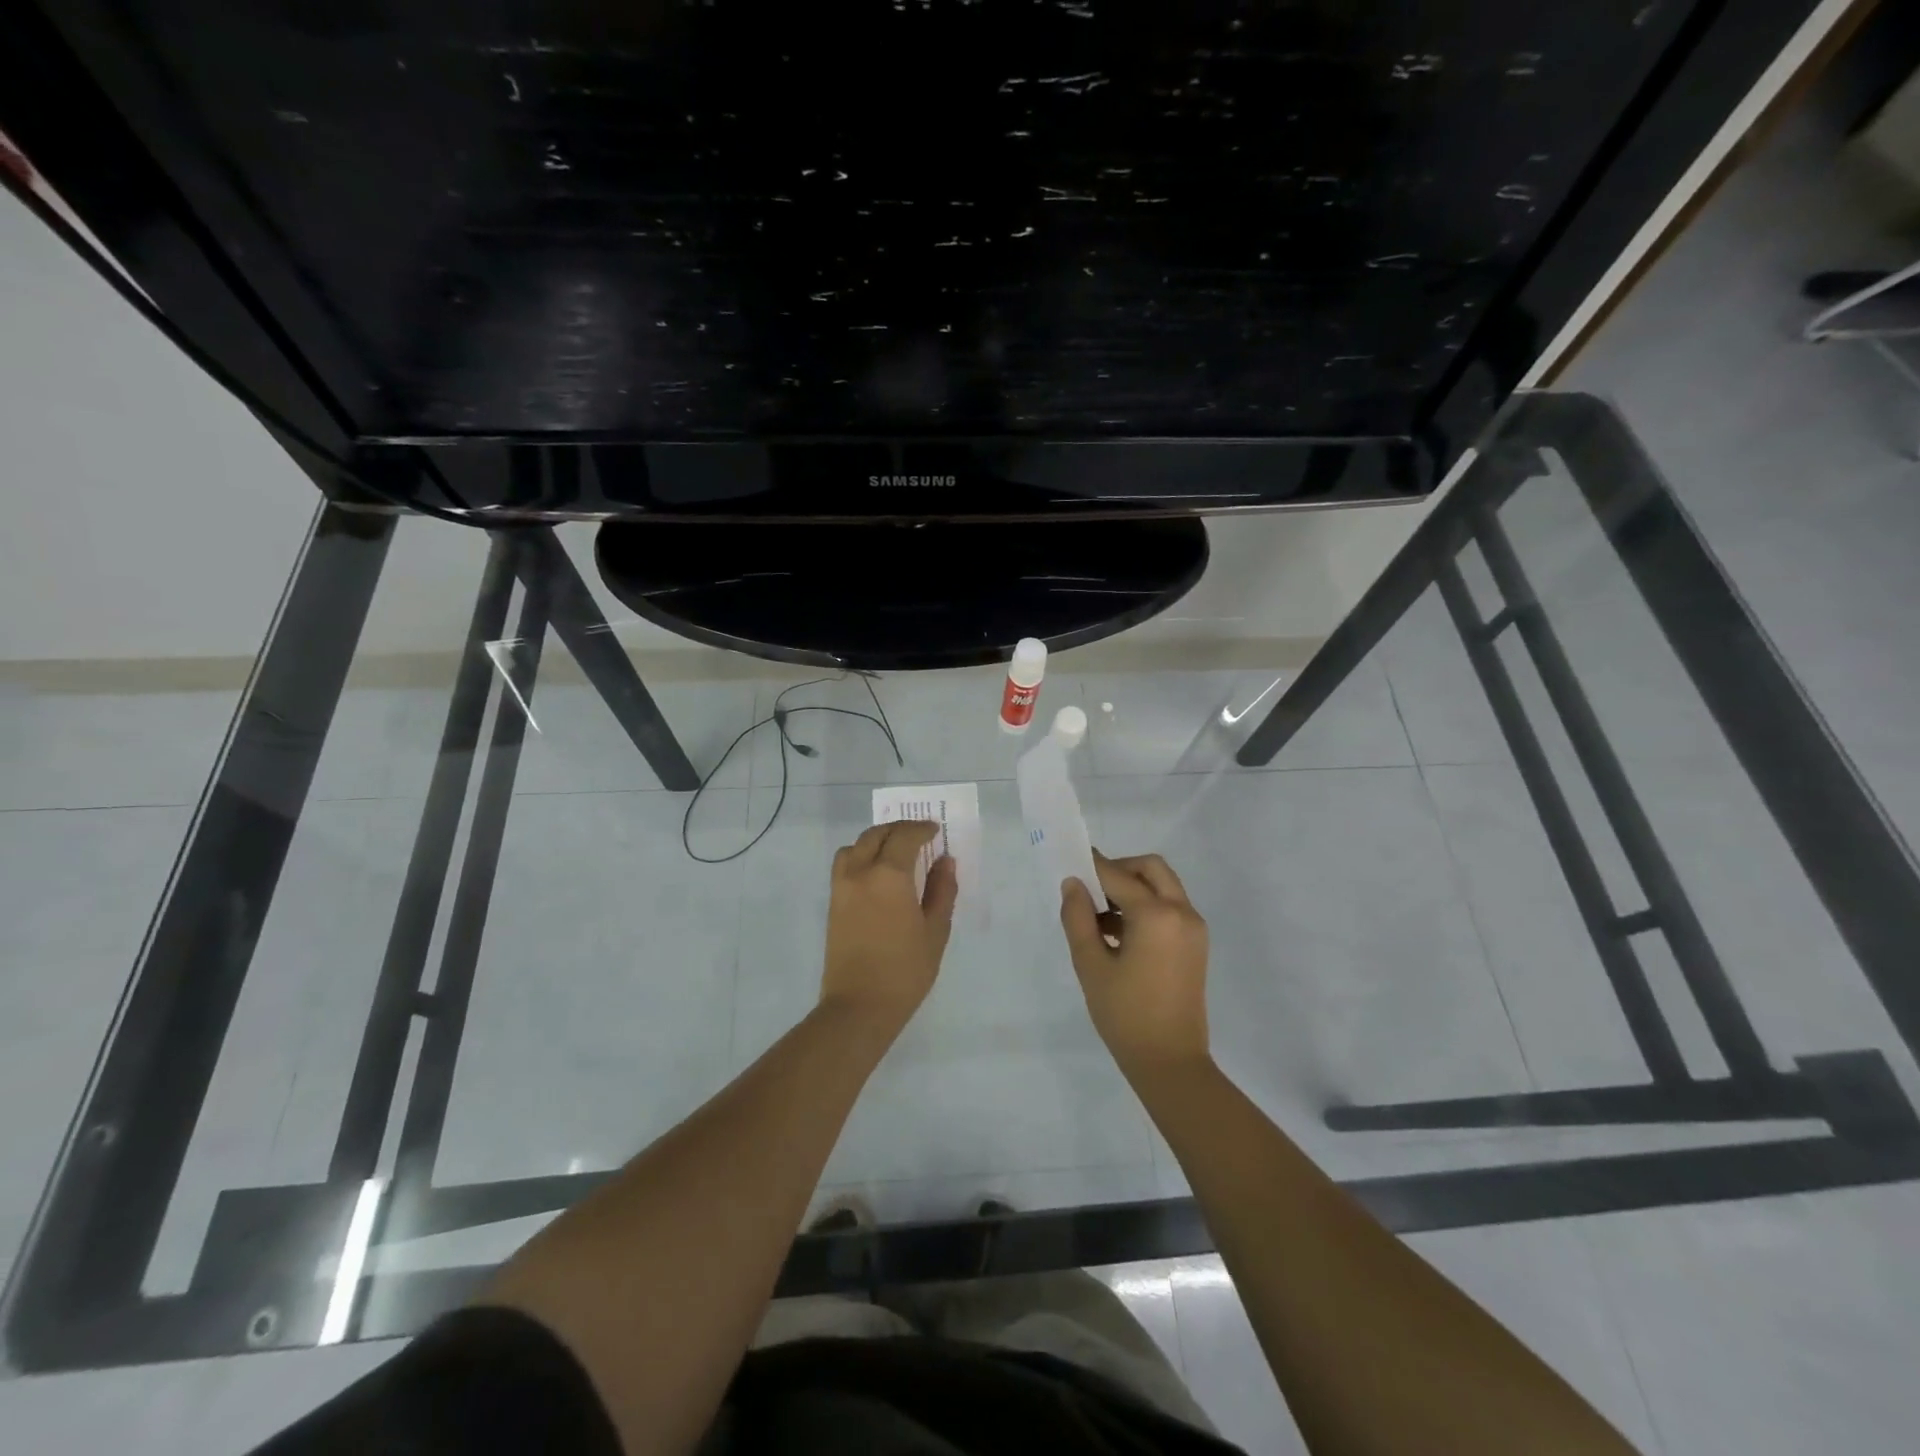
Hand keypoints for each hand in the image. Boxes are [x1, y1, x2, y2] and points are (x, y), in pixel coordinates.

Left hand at [821, 821, 957, 1034]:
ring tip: (894, 852)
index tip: (935, 830)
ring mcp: (841, 887)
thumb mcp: (935, 931)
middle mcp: (860, 872)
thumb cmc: (905, 970)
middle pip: (876, 835)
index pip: (905, 837)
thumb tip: (945, 862)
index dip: (921, 829)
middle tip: (918, 836)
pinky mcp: (832, 903)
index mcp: (889, 875)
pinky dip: (861, 856)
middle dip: (898, 830)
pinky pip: (844, 865)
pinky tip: (877, 874)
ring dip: (875, 840)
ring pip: (855, 846)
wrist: (859, 1006)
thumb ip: (941, 891)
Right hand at [1060, 851, 1210, 1079]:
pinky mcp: (1196, 945)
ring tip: (1099, 916)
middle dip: (1119, 870)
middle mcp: (1182, 912)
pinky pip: (1170, 908)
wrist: (1170, 1062)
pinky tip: (1118, 933)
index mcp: (1156, 915)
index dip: (1091, 865)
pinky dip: (1146, 906)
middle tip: (1091, 889)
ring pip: (1163, 887)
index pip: (1117, 876)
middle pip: (1150, 869)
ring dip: (1133, 888)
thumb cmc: (1125, 1014)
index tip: (1069, 859)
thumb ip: (1078, 918)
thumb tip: (1073, 884)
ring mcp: (1194, 928)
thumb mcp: (1091, 964)